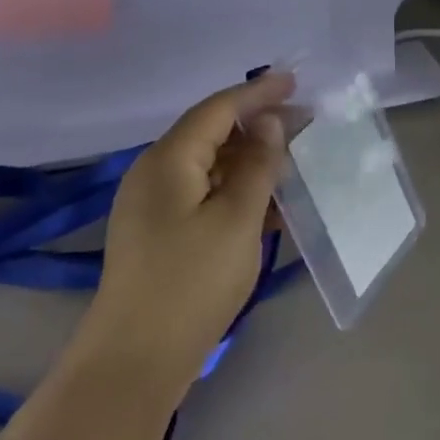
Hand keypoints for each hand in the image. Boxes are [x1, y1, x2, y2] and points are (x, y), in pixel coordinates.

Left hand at [82, 71, 293, 394]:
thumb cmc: (192, 282)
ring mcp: (153, 206)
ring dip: (250, 161)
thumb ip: (257, 165)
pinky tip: (269, 205)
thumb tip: (267, 123)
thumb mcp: (237, 219)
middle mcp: (155, 173)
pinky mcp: (159, 234)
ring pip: (209, 167)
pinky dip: (236, 193)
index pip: (217, 109)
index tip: (294, 80)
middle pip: (211, 134)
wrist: (136, 359)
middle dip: (257, 125)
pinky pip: (203, 196)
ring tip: (292, 161)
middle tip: (303, 123)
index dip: (257, 92)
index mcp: (168, 160)